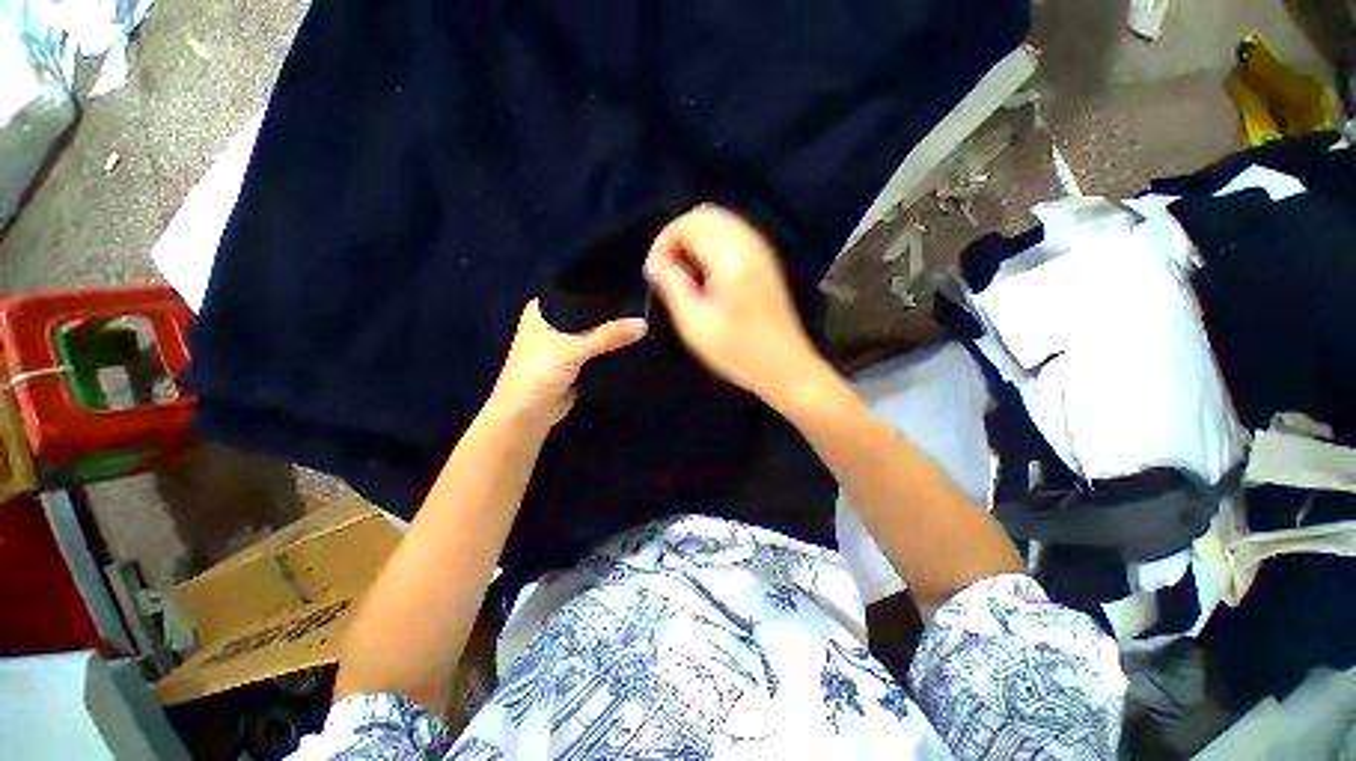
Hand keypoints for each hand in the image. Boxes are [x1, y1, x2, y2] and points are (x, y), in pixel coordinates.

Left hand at [489, 299, 645, 427]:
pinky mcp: (575, 360)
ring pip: (594, 330)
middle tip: (643, 302)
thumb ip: (608, 335)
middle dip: (611, 310)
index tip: (630, 281)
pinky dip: (611, 346)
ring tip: (644, 318)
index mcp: (544, 309)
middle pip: (589, 310)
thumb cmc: (539, 373)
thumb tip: (643, 323)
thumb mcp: (574, 349)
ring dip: (612, 330)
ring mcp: (565, 342)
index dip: (601, 286)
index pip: (577, 288)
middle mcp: (554, 321)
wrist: (527, 415)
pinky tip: (633, 341)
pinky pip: (597, 348)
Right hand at [644, 204, 822, 400]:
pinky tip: (706, 275)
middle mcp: (749, 245)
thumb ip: (673, 286)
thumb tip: (655, 262)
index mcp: (730, 258)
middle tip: (666, 268)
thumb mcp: (695, 324)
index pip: (688, 225)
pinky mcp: (768, 263)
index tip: (653, 270)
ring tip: (683, 272)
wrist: (786, 368)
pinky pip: (735, 236)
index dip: (663, 241)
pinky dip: (714, 244)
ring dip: (696, 238)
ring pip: (722, 223)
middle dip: (679, 234)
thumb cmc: (738, 352)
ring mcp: (763, 252)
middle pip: (706, 215)